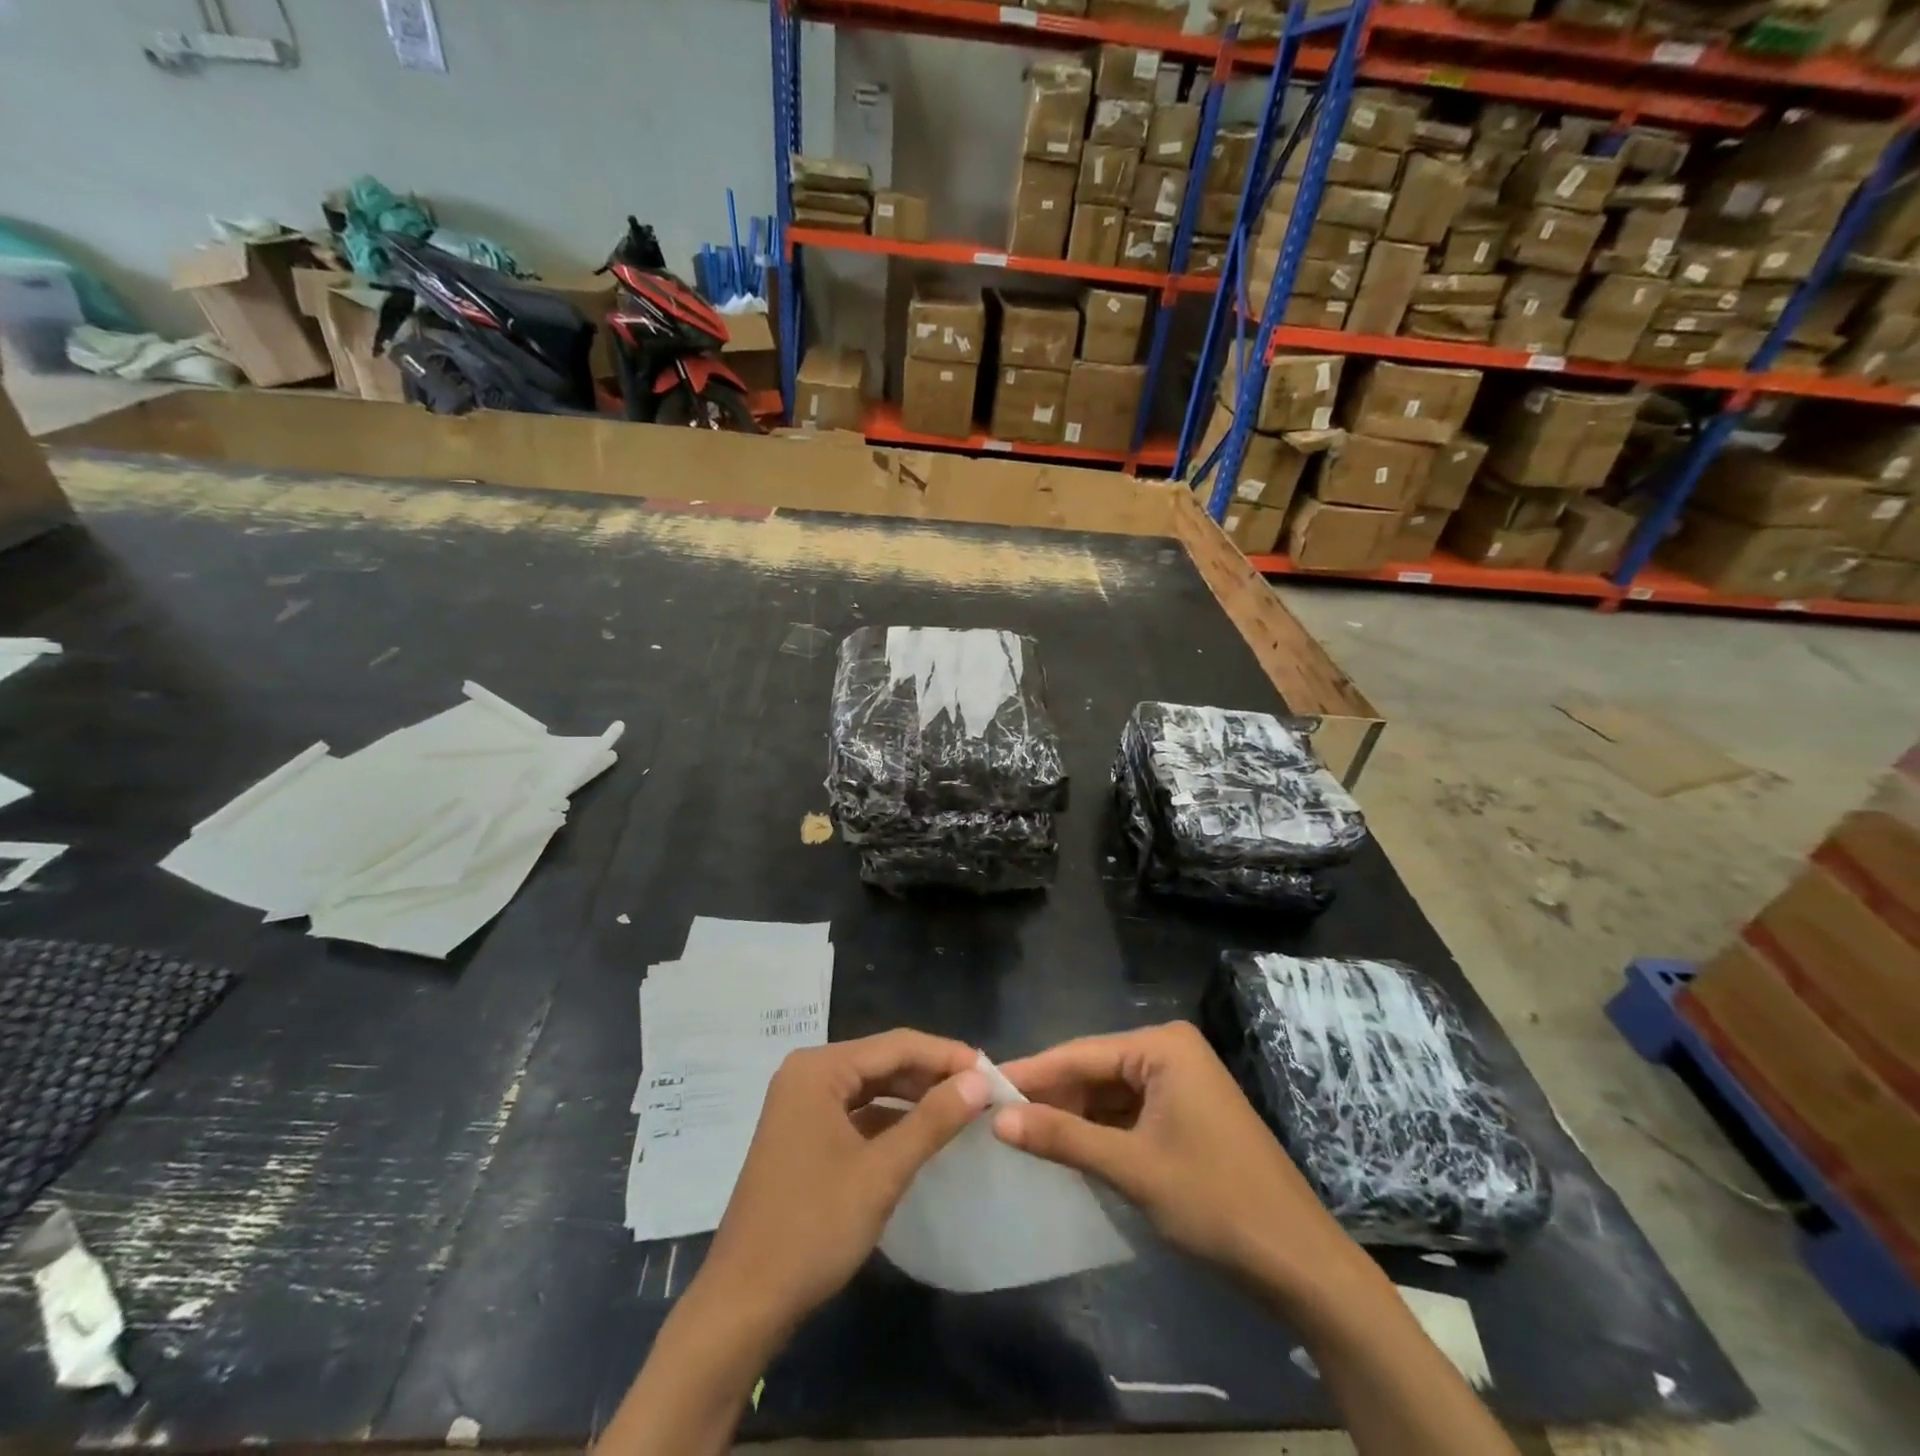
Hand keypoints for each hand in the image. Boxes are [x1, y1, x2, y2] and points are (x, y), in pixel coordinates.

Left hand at [699, 1029, 989, 1337]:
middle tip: (982, 1090)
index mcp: (819, 1069)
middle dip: (931, 1074)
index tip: (992, 1070)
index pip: (896, 1045)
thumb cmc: (813, 1229)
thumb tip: (980, 1081)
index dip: (946, 1055)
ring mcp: (802, 1105)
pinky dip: (890, 1118)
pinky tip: (921, 1131)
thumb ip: (933, 1121)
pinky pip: (856, 1111)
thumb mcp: (881, 1173)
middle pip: (882, 1060)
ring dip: (913, 1095)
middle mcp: (807, 1074)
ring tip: (961, 1106)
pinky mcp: (803, 1134)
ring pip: (871, 1086)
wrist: (744, 1304)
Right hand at [992, 1022, 1369, 1308]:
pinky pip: (1129, 1111)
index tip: (982, 1085)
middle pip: (1095, 1070)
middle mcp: (1170, 1051)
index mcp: (1163, 1046)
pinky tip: (1066, 1146)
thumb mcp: (1132, 1169)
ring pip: (1109, 1092)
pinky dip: (1099, 1129)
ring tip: (1019, 1132)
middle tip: (996, 1115)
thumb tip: (998, 1120)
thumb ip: (1063, 1139)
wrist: (1300, 1263)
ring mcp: (1181, 1081)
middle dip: (1051, 1096)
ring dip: (1072, 1115)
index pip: (1080, 1053)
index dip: (1031, 1073)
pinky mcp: (1185, 1112)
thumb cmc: (1216, 1203)